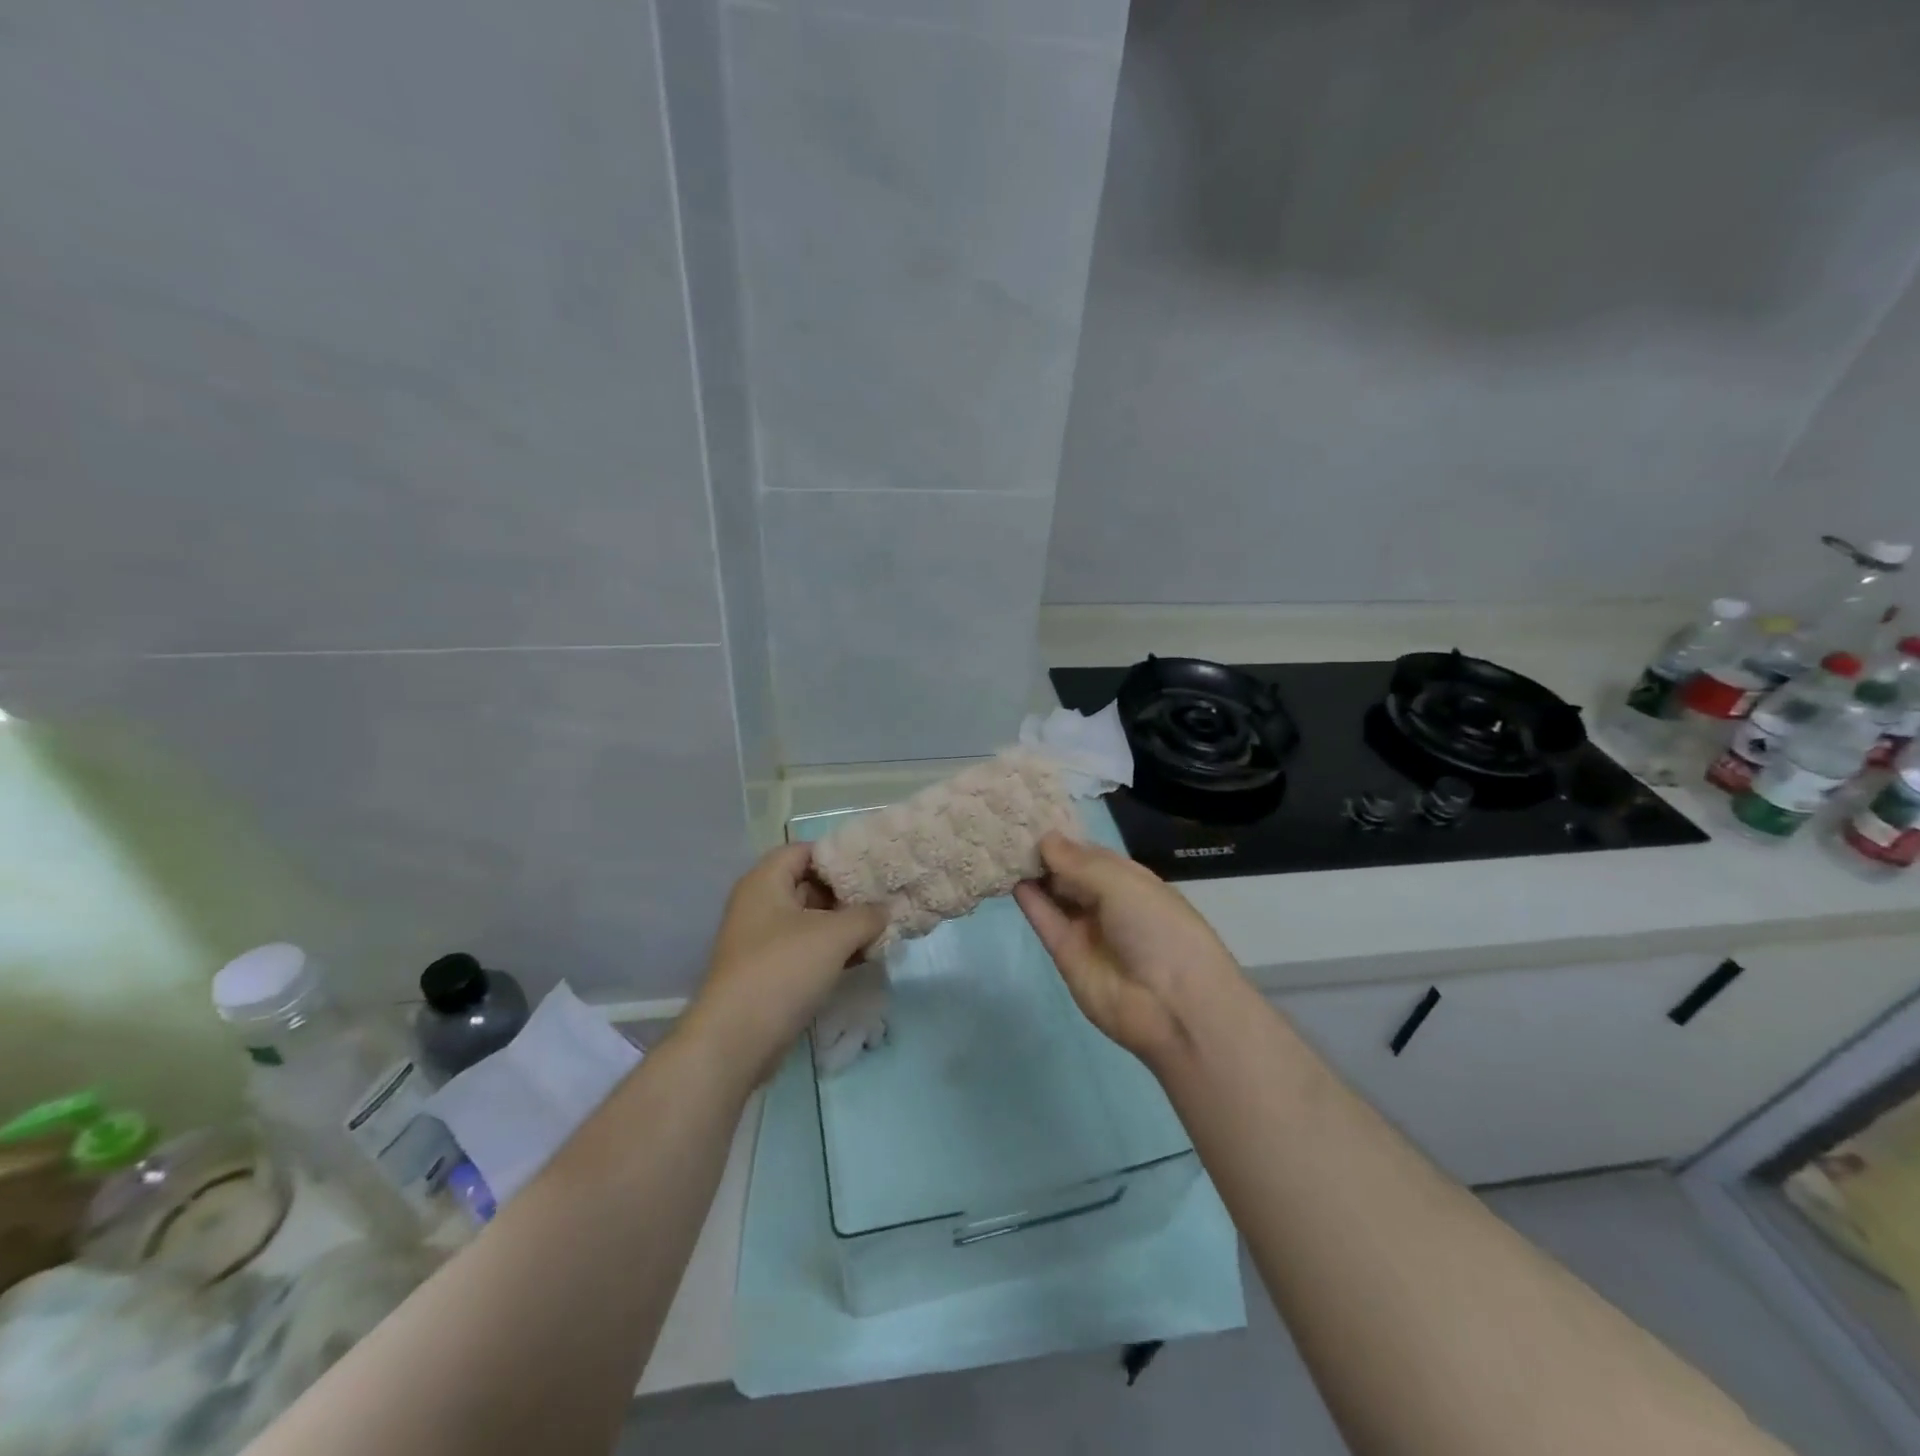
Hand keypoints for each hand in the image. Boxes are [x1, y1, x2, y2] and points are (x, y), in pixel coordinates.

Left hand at [682, 844, 886, 1079]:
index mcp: (765, 882)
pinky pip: (805, 949)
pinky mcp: (769, 971)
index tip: (872, 867)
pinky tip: (862, 957)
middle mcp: (759, 905)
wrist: (736, 1040)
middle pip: (808, 884)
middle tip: (883, 898)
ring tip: (881, 928)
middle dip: (846, 892)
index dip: (838, 855)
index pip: (804, 851)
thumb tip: (885, 911)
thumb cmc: (783, 970)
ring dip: (843, 925)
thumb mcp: (834, 935)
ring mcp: (762, 940)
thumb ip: (866, 915)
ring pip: (810, 920)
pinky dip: (832, 950)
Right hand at [1013, 833, 1242, 1064]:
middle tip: (1007, 827)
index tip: (1030, 815)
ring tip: (999, 845)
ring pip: (1054, 894)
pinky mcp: (1066, 954)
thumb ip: (1078, 862)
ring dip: (1032, 873)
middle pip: (1069, 873)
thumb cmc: (1157, 928)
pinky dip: (1029, 900)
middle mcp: (1107, 902)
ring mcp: (1086, 929)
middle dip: (1043, 852)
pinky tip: (1008, 876)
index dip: (1063, 837)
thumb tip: (1045, 838)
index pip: (1090, 853)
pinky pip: (1045, 920)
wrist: (1172, 1005)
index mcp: (1130, 880)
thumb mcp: (1122, 883)